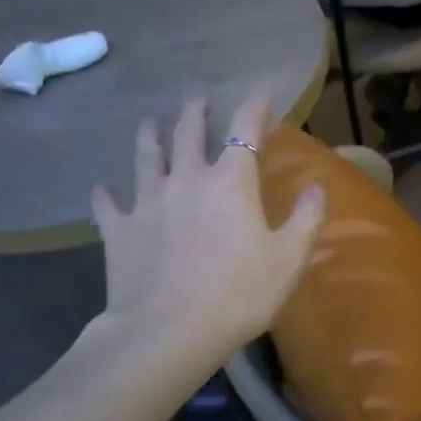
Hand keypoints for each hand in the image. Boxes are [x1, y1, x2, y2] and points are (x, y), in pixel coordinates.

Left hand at [91, 93, 324, 357]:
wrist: (169, 331)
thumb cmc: (240, 293)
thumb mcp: (289, 259)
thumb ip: (306, 218)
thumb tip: (317, 187)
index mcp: (231, 182)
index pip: (245, 129)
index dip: (254, 105)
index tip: (262, 89)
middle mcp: (187, 180)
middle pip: (188, 134)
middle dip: (195, 112)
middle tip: (196, 97)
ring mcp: (147, 202)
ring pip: (146, 157)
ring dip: (150, 136)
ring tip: (150, 122)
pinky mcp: (119, 230)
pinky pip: (108, 203)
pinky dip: (106, 193)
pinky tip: (103, 188)